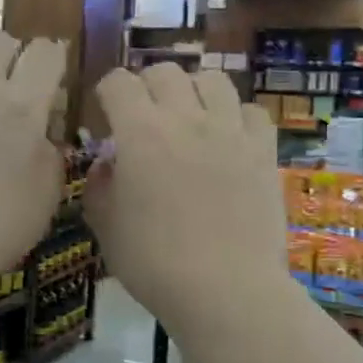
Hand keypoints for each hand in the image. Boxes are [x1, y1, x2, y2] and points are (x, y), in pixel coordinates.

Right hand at [85, 64, 289, 337]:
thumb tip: (108, 163)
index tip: (106, 113)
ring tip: (189, 116)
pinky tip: (229, 138)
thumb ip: (99, 186)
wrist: (225, 291)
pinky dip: (236, 117)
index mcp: (140, 132)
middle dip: (147, 86)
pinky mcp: (263, 150)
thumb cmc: (154, 263)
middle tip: (144, 116)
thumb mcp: (106, 227)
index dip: (107, 92)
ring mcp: (229, 131)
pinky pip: (252, 111)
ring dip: (193, 90)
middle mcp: (185, 118)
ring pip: (212, 80)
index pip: (118, 83)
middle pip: (164, 72)